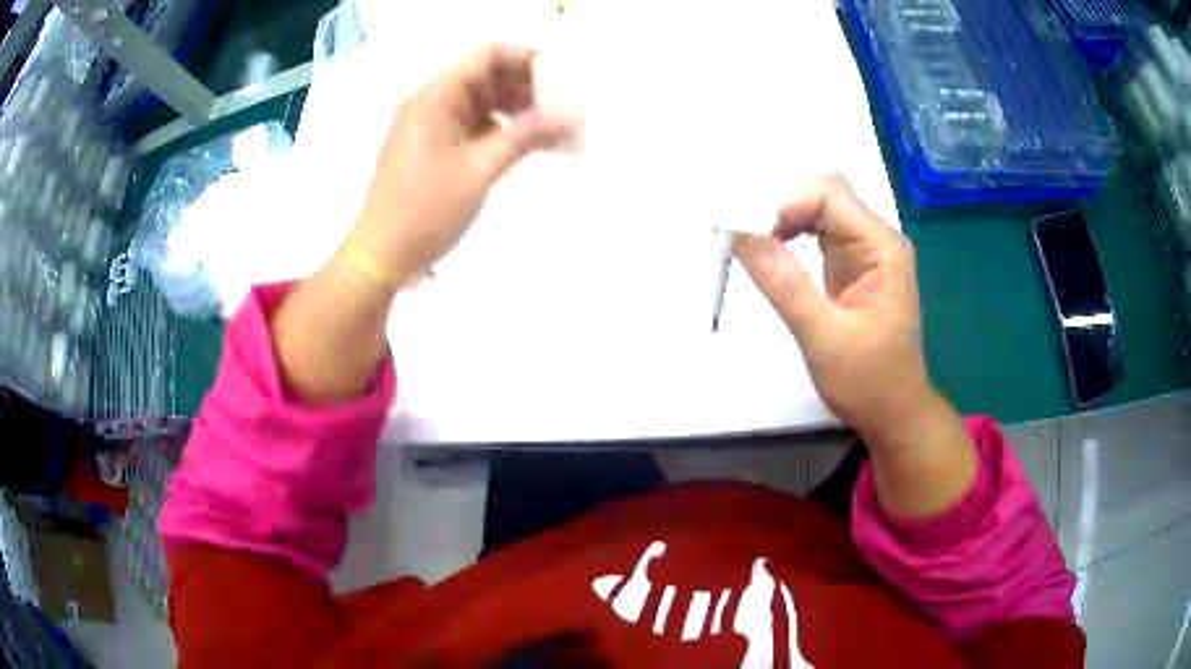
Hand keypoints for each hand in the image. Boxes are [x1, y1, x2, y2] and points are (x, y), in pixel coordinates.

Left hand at [348, 44, 574, 282]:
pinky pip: (472, 125)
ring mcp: (430, 125)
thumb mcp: (480, 169)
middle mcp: (431, 102)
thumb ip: (527, 135)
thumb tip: (573, 115)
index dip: (528, 60)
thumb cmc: (425, 210)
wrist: (381, 255)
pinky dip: (500, 130)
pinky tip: (526, 145)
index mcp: (436, 97)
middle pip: (487, 77)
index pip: (488, 57)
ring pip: (482, 102)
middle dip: (528, 88)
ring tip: (553, 130)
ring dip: (517, 111)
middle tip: (566, 108)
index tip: (565, 77)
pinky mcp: (432, 146)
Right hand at [733, 175, 930, 442]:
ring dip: (781, 217)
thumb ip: (786, 285)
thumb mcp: (824, 338)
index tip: (751, 234)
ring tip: (751, 242)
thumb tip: (742, 235)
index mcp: (881, 248)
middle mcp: (876, 239)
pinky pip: (817, 232)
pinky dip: (789, 234)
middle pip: (824, 193)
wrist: (893, 413)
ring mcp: (865, 251)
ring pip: (818, 209)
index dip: (787, 202)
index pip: (830, 195)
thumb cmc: (868, 382)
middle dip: (781, 203)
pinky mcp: (851, 266)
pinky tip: (771, 252)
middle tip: (745, 233)